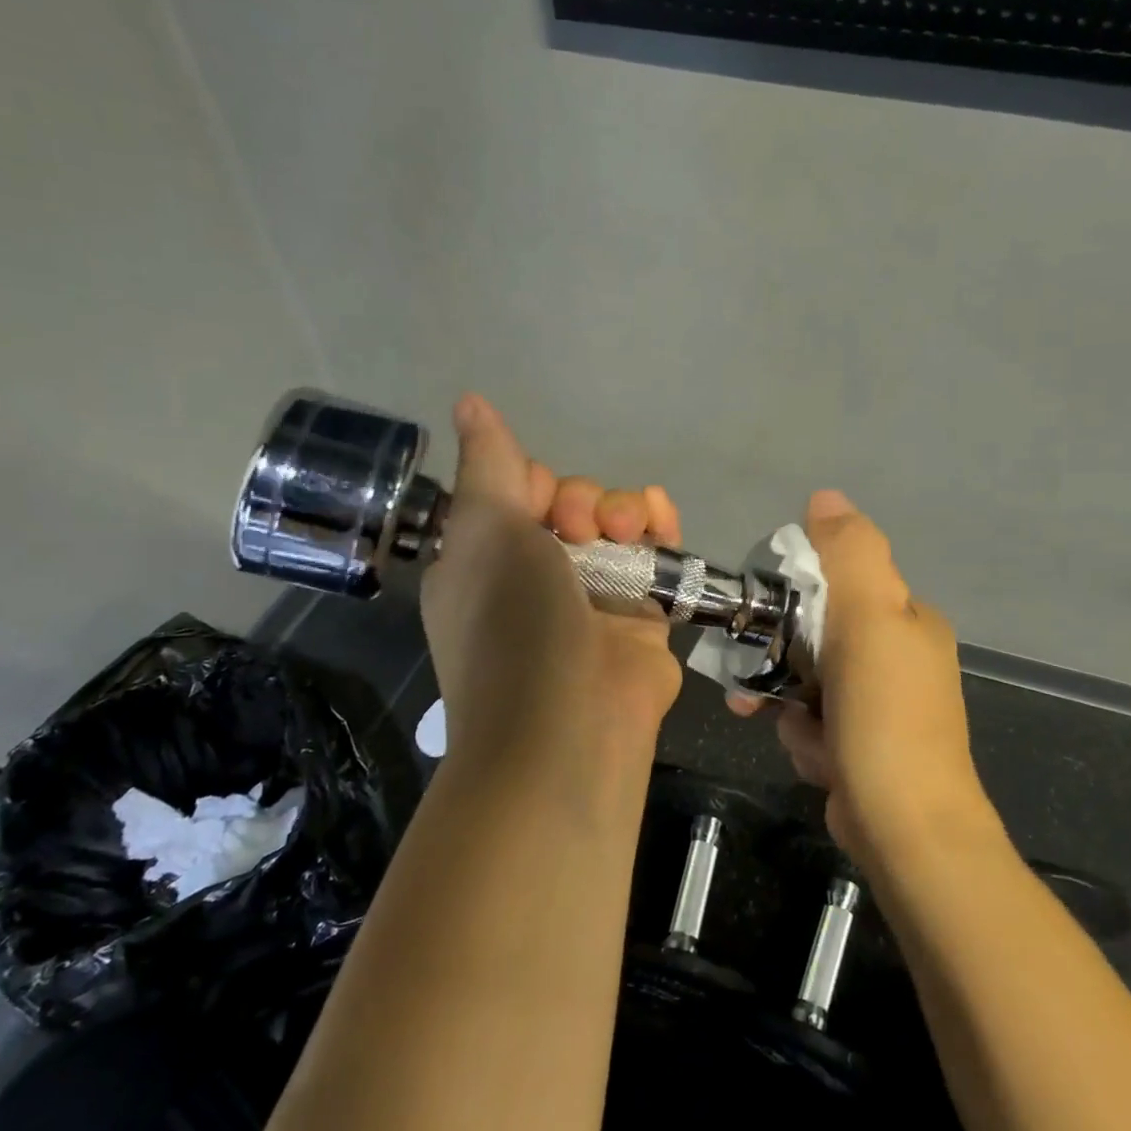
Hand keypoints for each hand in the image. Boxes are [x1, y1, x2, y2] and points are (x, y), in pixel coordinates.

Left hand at [421, 395, 683, 777]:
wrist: (567, 729)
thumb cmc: (513, 623)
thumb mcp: (487, 532)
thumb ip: (488, 463)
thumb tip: (468, 400)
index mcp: (486, 560)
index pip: (512, 493)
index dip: (530, 482)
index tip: (538, 498)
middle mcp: (536, 575)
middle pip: (569, 504)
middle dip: (583, 501)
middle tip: (584, 527)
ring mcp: (591, 596)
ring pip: (615, 525)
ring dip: (624, 509)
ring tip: (628, 530)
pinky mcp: (640, 613)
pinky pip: (654, 555)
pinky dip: (661, 528)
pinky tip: (663, 520)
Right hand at [729, 491, 995, 866]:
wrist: (906, 828)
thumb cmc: (885, 716)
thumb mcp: (869, 619)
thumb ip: (850, 553)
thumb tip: (826, 497)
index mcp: (909, 620)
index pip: (841, 583)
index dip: (797, 595)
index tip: (766, 617)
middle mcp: (900, 657)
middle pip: (818, 636)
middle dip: (782, 660)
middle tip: (751, 679)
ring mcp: (883, 706)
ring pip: (809, 683)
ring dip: (788, 703)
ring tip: (788, 727)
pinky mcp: (864, 747)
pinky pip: (815, 724)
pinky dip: (806, 738)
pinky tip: (814, 758)